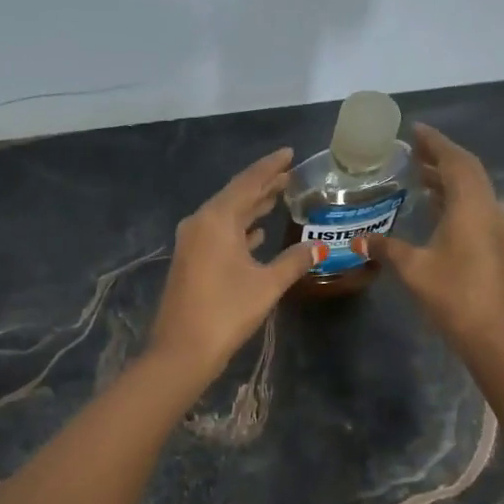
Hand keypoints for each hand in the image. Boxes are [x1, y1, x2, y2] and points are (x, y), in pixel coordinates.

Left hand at [147, 148, 316, 383]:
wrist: (182, 350)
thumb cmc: (226, 312)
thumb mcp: (267, 284)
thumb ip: (295, 260)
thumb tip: (320, 246)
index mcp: (217, 219)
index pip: (248, 182)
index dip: (271, 167)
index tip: (290, 153)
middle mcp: (200, 223)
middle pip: (236, 195)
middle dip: (263, 185)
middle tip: (291, 175)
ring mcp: (192, 243)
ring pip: (227, 215)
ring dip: (251, 207)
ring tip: (278, 197)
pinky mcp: (190, 261)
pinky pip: (219, 233)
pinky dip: (239, 229)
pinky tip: (256, 233)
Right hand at [368, 123, 503, 358]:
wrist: (495, 334)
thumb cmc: (454, 295)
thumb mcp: (414, 269)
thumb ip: (387, 248)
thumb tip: (359, 239)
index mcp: (470, 205)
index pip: (454, 160)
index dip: (435, 142)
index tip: (415, 130)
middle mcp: (488, 208)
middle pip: (468, 170)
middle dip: (441, 156)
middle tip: (413, 149)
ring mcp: (495, 227)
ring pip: (473, 189)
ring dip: (449, 177)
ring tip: (419, 173)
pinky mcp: (495, 244)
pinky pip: (475, 206)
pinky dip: (455, 196)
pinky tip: (436, 207)